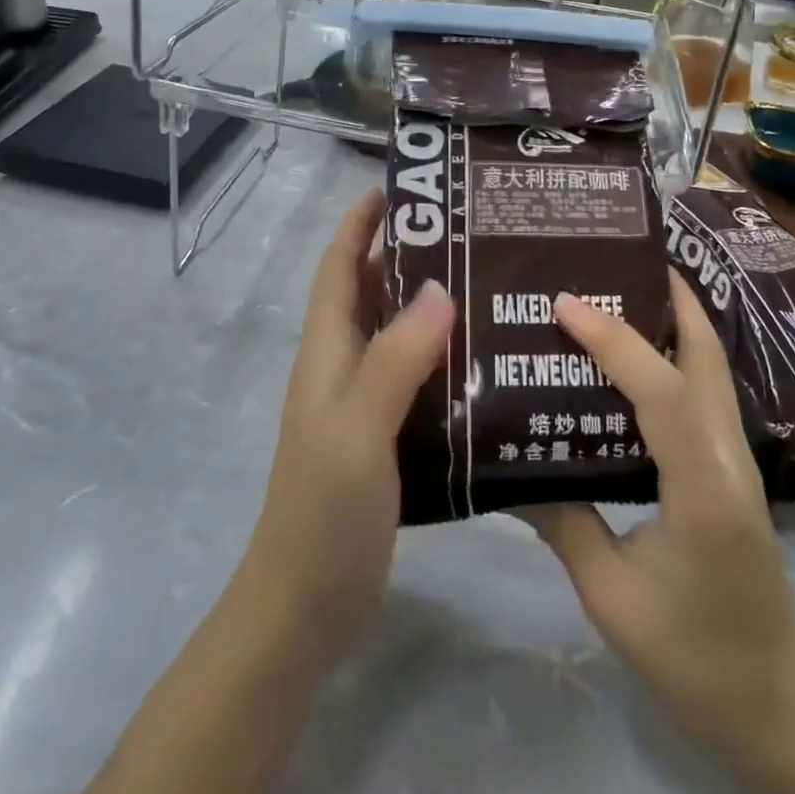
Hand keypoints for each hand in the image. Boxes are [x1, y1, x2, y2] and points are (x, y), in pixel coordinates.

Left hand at [241, 190, 452, 659]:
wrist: (304, 607)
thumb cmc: (323, 512)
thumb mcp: (358, 429)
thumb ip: (395, 359)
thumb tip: (439, 286)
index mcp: (327, 351)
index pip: (338, 266)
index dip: (360, 222)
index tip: (402, 186)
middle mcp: (343, 365)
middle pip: (369, 291)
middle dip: (407, 252)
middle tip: (470, 229)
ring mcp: (363, 402)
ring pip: (396, 332)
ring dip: (430, 302)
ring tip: (490, 279)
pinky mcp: (385, 434)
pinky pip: (415, 375)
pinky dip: (443, 353)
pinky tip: (487, 356)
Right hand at [525, 272, 794, 752]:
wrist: (778, 701)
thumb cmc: (694, 656)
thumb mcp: (613, 598)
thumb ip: (564, 526)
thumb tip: (512, 472)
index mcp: (702, 489)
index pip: (660, 391)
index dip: (614, 339)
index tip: (566, 303)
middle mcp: (729, 457)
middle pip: (706, 355)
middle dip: (668, 297)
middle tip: (615, 259)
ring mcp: (738, 458)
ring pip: (712, 365)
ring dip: (675, 317)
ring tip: (625, 286)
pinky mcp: (733, 466)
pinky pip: (705, 389)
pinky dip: (678, 351)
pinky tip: (641, 353)